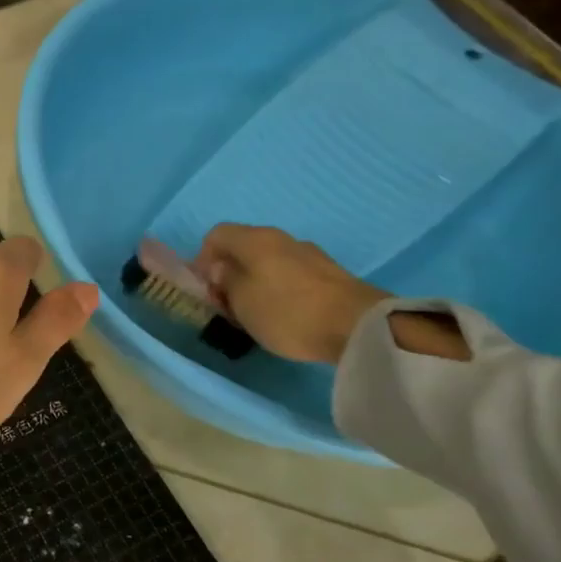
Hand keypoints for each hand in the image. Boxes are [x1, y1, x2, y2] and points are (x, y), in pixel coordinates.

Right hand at [195, 225, 390, 364]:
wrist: (358, 326)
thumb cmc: (287, 312)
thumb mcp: (241, 301)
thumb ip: (224, 281)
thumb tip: (221, 269)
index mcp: (255, 239)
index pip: (216, 235)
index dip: (202, 259)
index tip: (205, 289)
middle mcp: (282, 239)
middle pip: (243, 248)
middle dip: (229, 273)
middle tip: (227, 304)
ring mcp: (309, 255)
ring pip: (268, 262)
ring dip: (254, 282)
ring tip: (255, 313)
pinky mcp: (330, 275)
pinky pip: (291, 275)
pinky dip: (278, 289)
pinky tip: (284, 314)